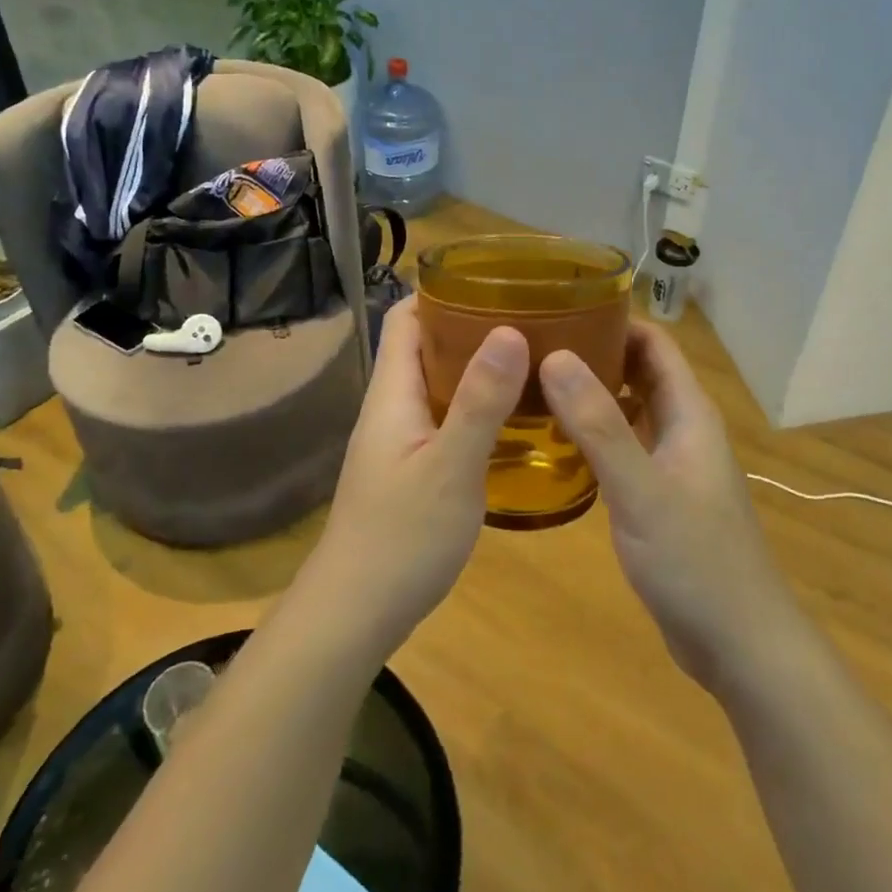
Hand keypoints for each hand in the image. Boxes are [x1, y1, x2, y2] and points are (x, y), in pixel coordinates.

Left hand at [307, 297, 527, 654]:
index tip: (495, 280)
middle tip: (532, 318)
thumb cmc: (401, 536)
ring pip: (439, 384)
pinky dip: (478, 406)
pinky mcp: (413, 469)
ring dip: (479, 367)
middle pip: (427, 347)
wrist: (357, 611)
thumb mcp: (450, 467)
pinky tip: (517, 418)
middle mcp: (393, 407)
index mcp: (393, 392)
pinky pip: (447, 418)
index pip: (406, 318)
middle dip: (472, 325)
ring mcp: (401, 440)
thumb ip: (479, 401)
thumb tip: (509, 330)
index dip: (441, 291)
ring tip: (534, 358)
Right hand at [541, 324, 794, 691]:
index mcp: (689, 413)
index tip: (561, 306)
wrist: (739, 644)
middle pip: (638, 371)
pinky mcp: (658, 496)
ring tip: (532, 385)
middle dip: (593, 352)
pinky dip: (592, 434)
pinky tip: (553, 443)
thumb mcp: (640, 489)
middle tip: (533, 345)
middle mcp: (682, 429)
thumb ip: (599, 424)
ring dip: (589, 394)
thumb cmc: (695, 560)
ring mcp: (671, 464)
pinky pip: (622, 447)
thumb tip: (555, 356)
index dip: (614, 318)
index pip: (654, 343)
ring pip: (627, 410)